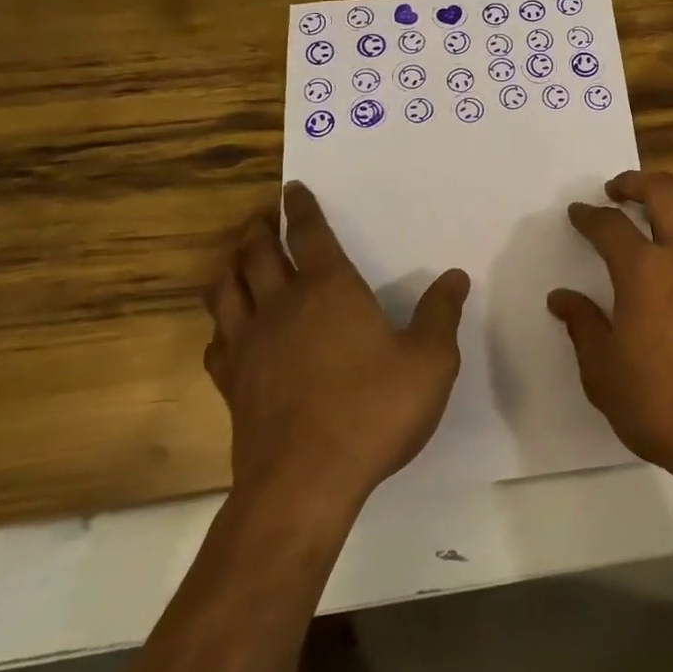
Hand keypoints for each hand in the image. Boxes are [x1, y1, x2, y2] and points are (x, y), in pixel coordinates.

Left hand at [204, 181, 468, 504]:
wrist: (304, 482)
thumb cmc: (373, 411)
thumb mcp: (430, 361)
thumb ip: (441, 314)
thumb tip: (454, 277)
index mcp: (330, 290)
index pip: (310, 234)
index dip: (301, 208)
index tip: (293, 189)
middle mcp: (282, 305)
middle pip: (258, 253)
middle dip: (259, 230)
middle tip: (262, 219)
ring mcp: (249, 344)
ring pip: (227, 290)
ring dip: (232, 266)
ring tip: (238, 259)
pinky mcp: (232, 383)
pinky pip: (218, 340)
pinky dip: (222, 324)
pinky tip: (229, 330)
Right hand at [548, 170, 672, 481]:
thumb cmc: (664, 408)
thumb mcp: (604, 374)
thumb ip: (582, 326)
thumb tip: (561, 297)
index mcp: (644, 271)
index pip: (609, 225)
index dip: (588, 215)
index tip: (579, 213)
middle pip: (663, 191)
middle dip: (634, 182)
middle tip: (617, 191)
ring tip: (666, 209)